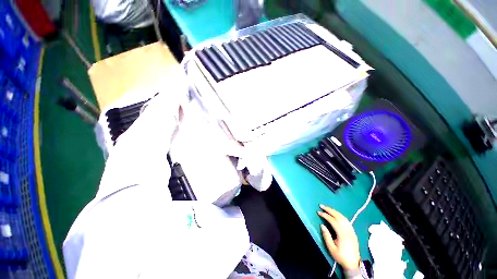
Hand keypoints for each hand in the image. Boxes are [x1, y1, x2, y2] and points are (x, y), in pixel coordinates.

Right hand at [318, 205, 359, 270]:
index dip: (325, 215)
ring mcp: (351, 230)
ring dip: (334, 211)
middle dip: (329, 210)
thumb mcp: (331, 248)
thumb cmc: (341, 256)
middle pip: (338, 216)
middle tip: (321, 206)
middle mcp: (348, 230)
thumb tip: (322, 225)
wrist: (353, 263)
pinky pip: (346, 220)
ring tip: (327, 208)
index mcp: (342, 234)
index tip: (318, 212)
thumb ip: (326, 236)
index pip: (333, 220)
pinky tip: (336, 214)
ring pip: (343, 217)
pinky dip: (340, 215)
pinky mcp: (353, 231)